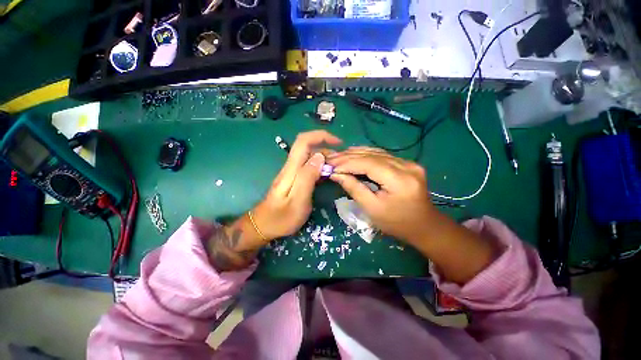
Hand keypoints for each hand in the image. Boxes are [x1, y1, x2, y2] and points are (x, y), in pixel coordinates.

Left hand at [251, 130, 341, 240]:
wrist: (263, 225)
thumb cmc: (282, 217)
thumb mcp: (298, 200)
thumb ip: (308, 177)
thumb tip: (319, 156)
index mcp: (292, 169)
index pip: (304, 141)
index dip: (321, 136)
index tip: (338, 143)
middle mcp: (291, 166)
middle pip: (308, 146)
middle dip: (327, 148)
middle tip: (341, 161)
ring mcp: (292, 172)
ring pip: (309, 156)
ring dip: (325, 157)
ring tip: (337, 168)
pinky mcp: (294, 178)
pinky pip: (309, 166)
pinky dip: (321, 165)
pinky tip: (327, 174)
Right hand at [327, 147, 436, 243]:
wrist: (423, 225)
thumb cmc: (396, 223)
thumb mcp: (372, 209)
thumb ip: (354, 188)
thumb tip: (336, 174)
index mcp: (400, 180)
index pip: (369, 164)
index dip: (348, 163)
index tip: (331, 165)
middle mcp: (407, 165)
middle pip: (372, 155)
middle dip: (349, 157)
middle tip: (331, 159)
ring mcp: (409, 162)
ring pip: (376, 152)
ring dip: (356, 153)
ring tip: (338, 156)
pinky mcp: (407, 163)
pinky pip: (382, 155)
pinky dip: (366, 155)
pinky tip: (354, 155)